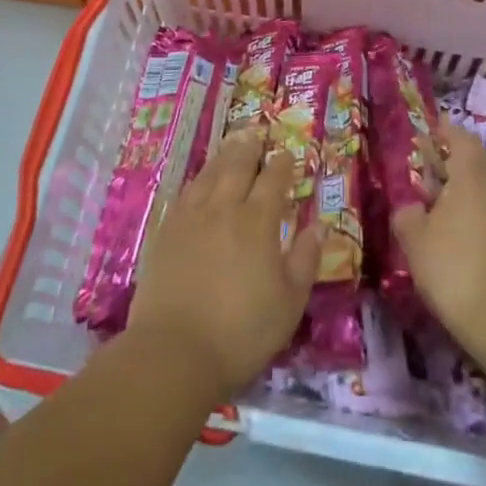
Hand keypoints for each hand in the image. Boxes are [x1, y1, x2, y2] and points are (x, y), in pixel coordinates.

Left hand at [126, 127, 320, 399]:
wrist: (174, 352)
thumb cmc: (241, 332)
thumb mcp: (289, 302)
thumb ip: (306, 259)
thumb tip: (320, 225)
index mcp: (258, 222)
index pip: (273, 180)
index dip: (282, 164)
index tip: (287, 153)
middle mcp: (223, 209)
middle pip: (237, 166)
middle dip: (250, 147)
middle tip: (256, 133)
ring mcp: (190, 217)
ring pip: (209, 174)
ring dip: (223, 156)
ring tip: (232, 144)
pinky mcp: (165, 232)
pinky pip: (185, 193)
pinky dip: (197, 180)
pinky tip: (199, 181)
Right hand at [392, 119, 485, 357]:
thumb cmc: (455, 269)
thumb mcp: (415, 242)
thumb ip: (407, 214)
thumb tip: (411, 206)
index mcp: (473, 176)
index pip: (461, 138)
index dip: (445, 132)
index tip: (430, 132)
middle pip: (477, 167)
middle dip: (453, 170)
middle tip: (428, 183)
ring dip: (471, 199)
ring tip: (447, 219)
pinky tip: (472, 247)